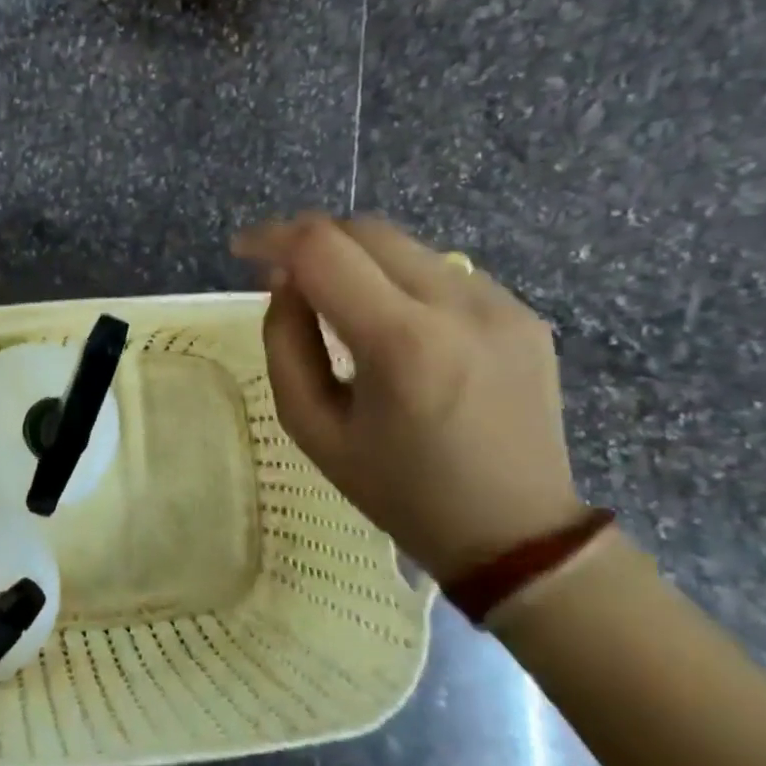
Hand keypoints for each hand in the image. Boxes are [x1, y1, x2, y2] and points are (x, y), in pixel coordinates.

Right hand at [233, 214, 583, 581]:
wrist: (518, 535)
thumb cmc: (400, 490)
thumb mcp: (312, 427)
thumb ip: (286, 342)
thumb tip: (285, 280)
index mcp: (401, 343)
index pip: (322, 250)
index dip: (272, 237)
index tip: (242, 249)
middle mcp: (457, 306)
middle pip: (364, 230)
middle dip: (311, 239)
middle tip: (283, 273)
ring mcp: (500, 304)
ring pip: (403, 244)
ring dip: (355, 257)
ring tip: (335, 299)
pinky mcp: (522, 313)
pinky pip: (439, 269)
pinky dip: (398, 277)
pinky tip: (392, 321)